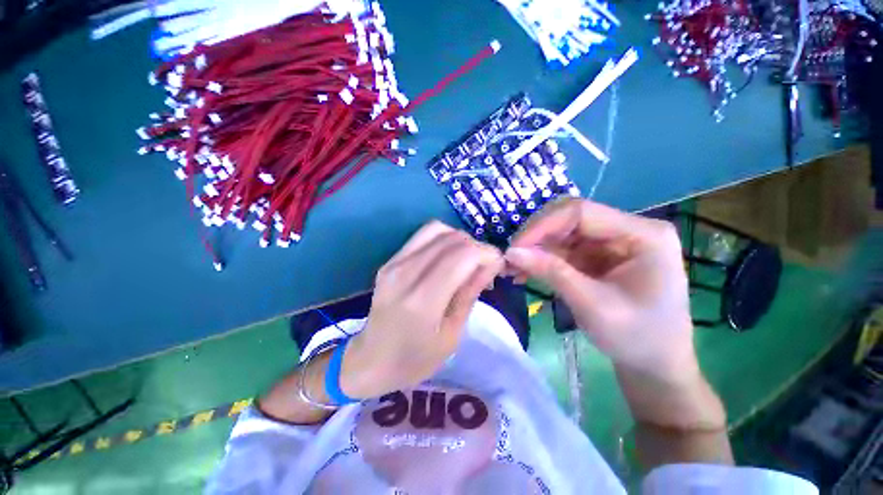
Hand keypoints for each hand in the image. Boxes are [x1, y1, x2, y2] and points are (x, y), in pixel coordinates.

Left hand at [341, 221, 503, 398]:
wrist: (369, 360)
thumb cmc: (414, 359)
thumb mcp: (452, 334)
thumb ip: (470, 293)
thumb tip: (491, 263)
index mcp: (423, 300)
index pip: (463, 255)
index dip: (487, 254)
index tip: (498, 267)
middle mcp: (406, 273)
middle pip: (452, 239)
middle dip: (477, 247)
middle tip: (485, 268)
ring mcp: (394, 263)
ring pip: (438, 230)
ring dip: (460, 241)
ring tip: (467, 261)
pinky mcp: (390, 260)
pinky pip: (423, 236)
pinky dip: (443, 240)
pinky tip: (448, 258)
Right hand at [505, 199, 697, 381]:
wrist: (654, 364)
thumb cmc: (636, 338)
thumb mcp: (591, 305)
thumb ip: (551, 272)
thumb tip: (511, 252)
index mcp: (642, 234)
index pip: (580, 212)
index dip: (542, 226)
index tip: (515, 248)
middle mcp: (627, 229)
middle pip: (569, 220)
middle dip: (536, 238)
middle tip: (511, 259)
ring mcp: (612, 242)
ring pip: (562, 233)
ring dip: (535, 249)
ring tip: (513, 268)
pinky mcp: (598, 255)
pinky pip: (563, 249)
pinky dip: (542, 259)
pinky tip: (526, 272)